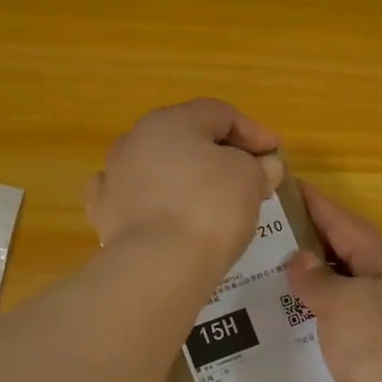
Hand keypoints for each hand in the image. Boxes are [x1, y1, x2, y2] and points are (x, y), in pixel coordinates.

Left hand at [86, 99, 282, 270]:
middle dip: (220, 154)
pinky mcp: (105, 213)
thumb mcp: (249, 179)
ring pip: (158, 166)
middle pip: (187, 138)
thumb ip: (258, 166)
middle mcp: (136, 139)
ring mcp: (114, 176)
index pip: (221, 114)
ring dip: (185, 176)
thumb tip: (264, 166)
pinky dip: (153, 201)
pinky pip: (135, 198)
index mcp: (172, 121)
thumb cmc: (210, 209)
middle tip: (250, 176)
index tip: (277, 156)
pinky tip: (164, 213)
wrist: (158, 266)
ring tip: (211, 199)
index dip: (254, 132)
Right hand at [285, 182, 381, 381]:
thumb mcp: (342, 303)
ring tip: (278, 276)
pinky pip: (349, 323)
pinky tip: (301, 322)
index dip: (318, 205)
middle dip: (315, 243)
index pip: (347, 224)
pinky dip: (325, 316)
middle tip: (273, 234)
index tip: (290, 187)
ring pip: (350, 290)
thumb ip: (318, 279)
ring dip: (319, 282)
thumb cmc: (380, 347)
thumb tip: (301, 259)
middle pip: (351, 255)